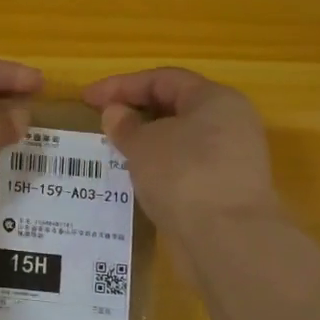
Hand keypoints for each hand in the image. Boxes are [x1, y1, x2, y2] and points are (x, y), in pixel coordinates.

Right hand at [81, 67, 279, 236]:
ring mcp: (232, 159)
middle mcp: (230, 123)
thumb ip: (125, 125)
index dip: (121, 85)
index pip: (163, 79)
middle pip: (176, 107)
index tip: (87, 99)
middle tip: (101, 123)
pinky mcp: (226, 190)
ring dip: (147, 143)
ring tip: (114, 152)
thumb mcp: (144, 144)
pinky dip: (160, 168)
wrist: (227, 240)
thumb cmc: (184, 176)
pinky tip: (137, 179)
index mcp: (215, 99)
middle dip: (136, 112)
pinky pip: (186, 168)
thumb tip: (116, 113)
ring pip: (181, 140)